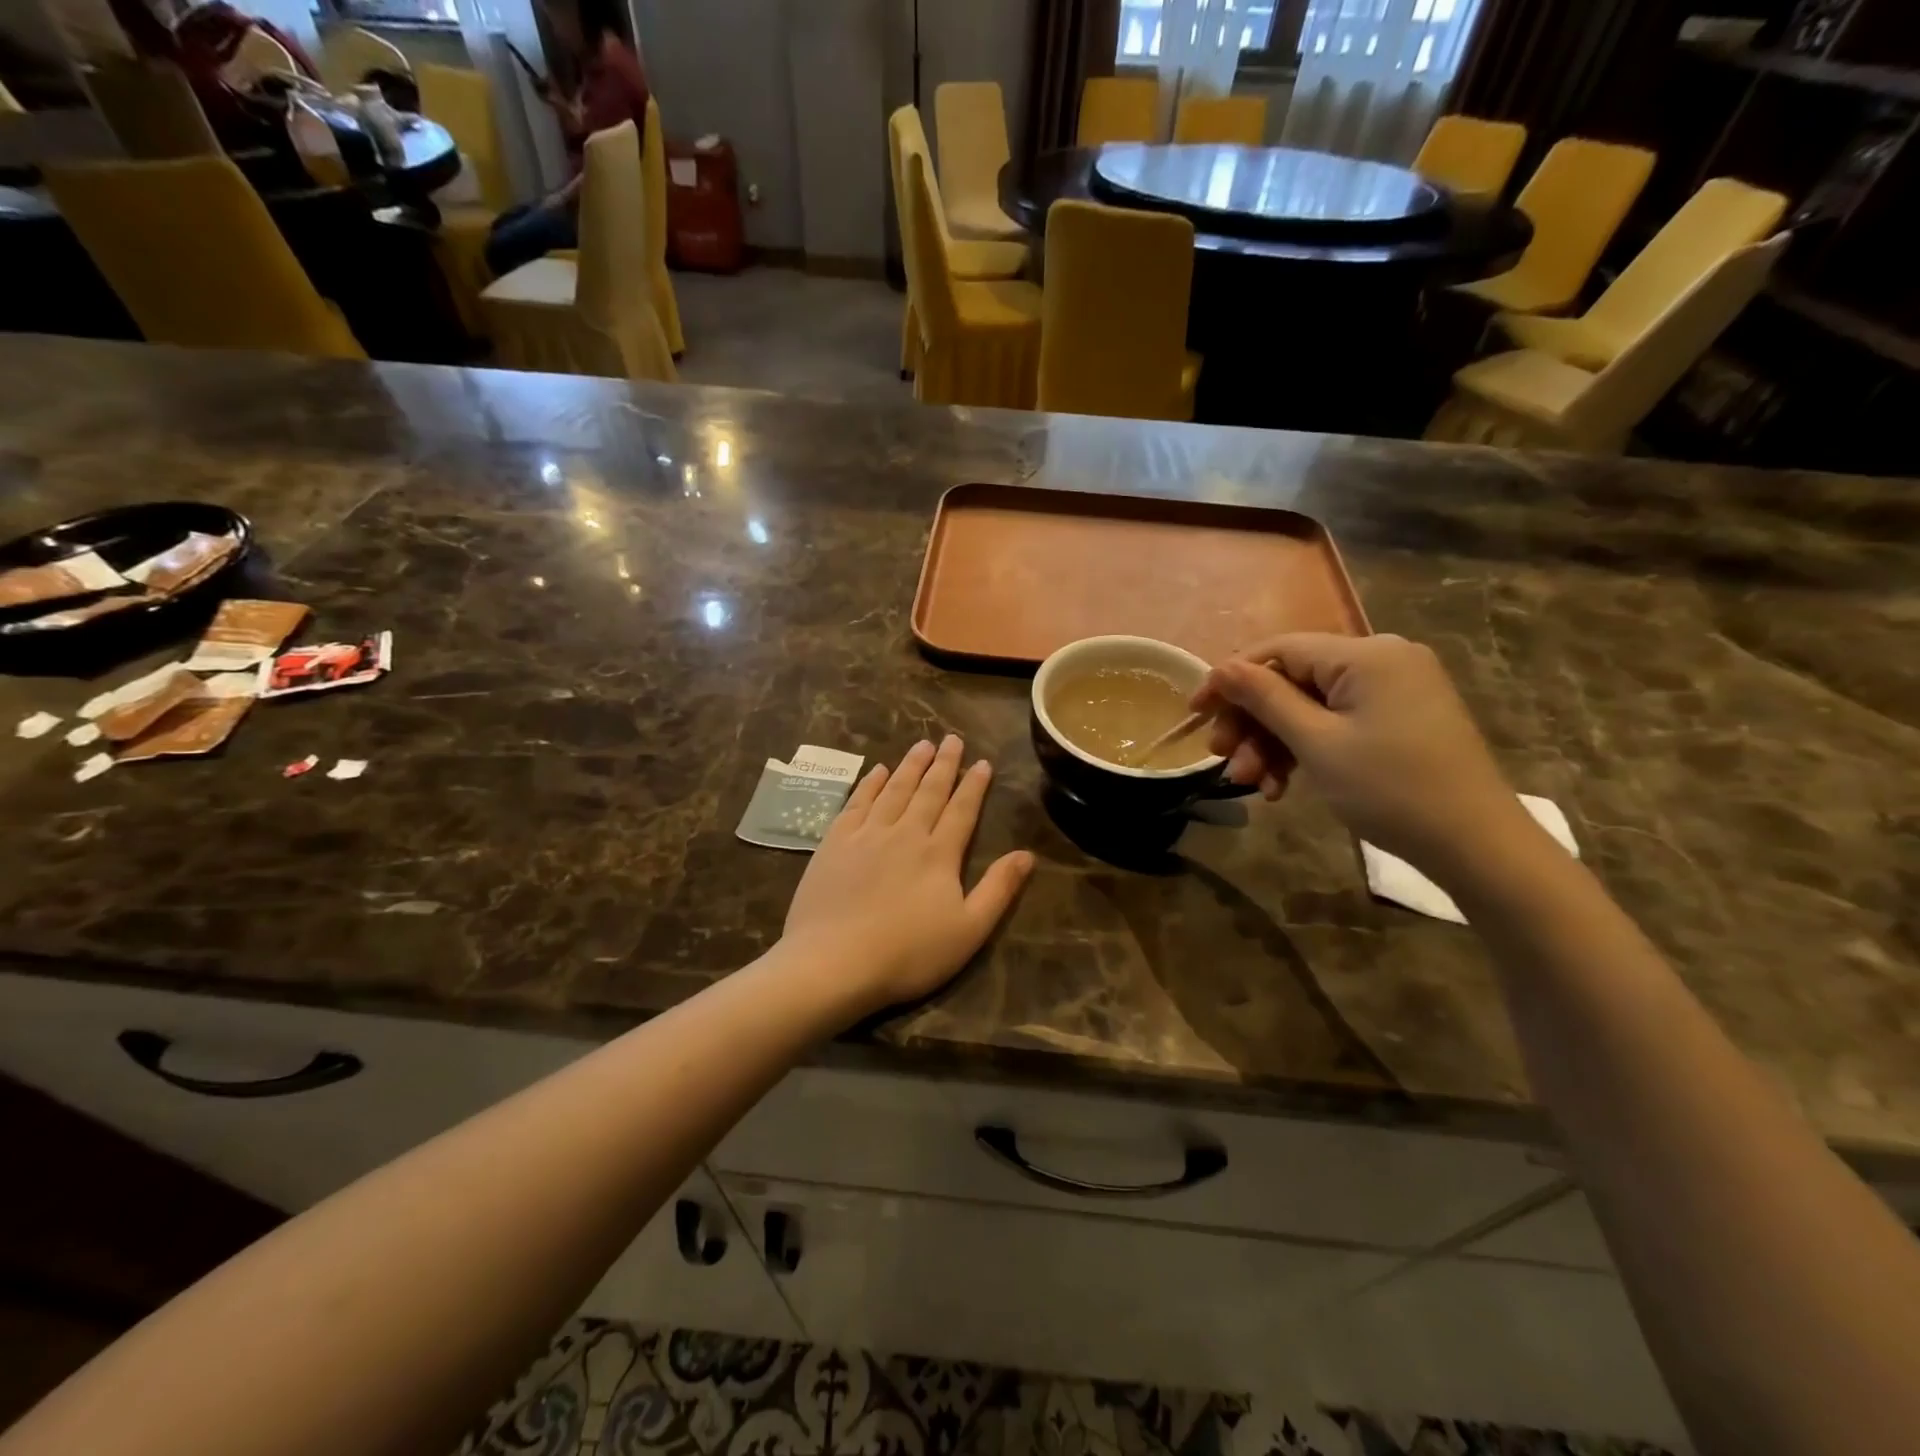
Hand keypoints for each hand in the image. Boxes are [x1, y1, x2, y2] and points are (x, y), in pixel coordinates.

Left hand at [781, 737, 1033, 1017]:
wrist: (833, 962)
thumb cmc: (908, 954)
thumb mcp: (968, 930)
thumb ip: (999, 889)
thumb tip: (1028, 854)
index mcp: (939, 853)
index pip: (962, 810)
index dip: (974, 785)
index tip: (982, 762)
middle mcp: (905, 833)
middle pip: (928, 791)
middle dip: (943, 764)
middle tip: (952, 739)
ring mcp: (866, 834)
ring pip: (893, 789)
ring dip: (910, 766)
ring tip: (922, 745)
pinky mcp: (834, 843)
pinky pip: (857, 802)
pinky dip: (869, 784)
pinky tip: (876, 771)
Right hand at [1191, 633, 1533, 876]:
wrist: (1476, 846)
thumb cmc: (1390, 789)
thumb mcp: (1316, 743)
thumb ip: (1264, 699)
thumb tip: (1222, 668)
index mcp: (1366, 654)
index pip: (1278, 650)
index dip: (1230, 679)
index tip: (1194, 713)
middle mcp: (1381, 660)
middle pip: (1292, 680)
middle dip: (1252, 722)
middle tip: (1221, 759)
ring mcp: (1392, 691)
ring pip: (1309, 707)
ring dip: (1272, 743)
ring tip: (1250, 785)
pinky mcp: (1397, 719)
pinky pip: (1335, 723)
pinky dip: (1304, 750)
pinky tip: (1282, 786)